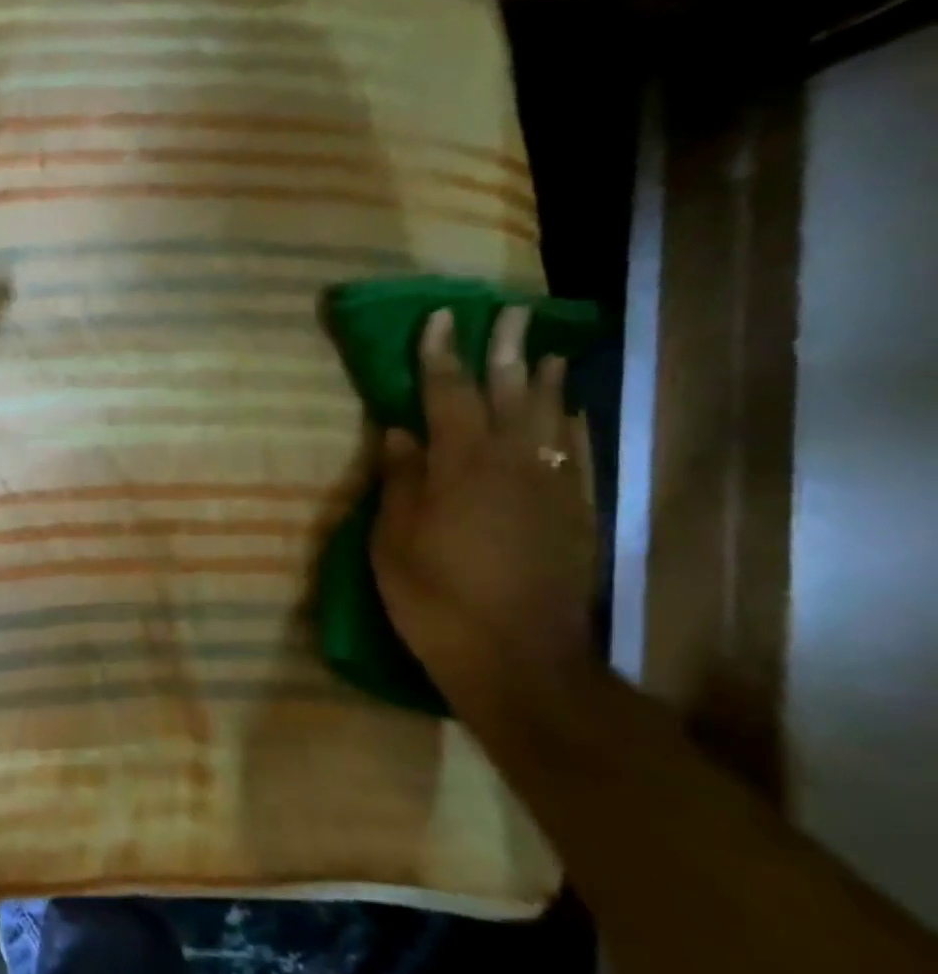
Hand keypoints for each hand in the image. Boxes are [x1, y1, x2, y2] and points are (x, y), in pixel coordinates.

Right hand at [370, 307, 596, 685]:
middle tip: (508, 314)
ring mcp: (552, 489)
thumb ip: (400, 481)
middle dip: (505, 351)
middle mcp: (512, 465)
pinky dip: (575, 428)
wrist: (517, 658)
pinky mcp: (577, 515)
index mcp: (460, 467)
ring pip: (552, 420)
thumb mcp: (393, 541)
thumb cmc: (435, 599)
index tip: (439, 318)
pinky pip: (579, 457)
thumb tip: (399, 433)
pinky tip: (573, 414)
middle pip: (510, 394)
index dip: (441, 355)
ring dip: (547, 382)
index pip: (448, 395)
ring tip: (547, 351)